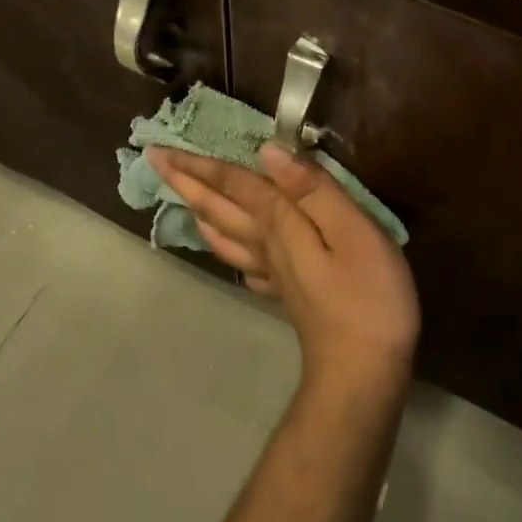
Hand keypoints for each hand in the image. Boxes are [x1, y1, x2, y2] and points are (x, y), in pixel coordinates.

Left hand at [147, 144, 420, 387]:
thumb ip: (312, 190)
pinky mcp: (286, 294)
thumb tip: (268, 150)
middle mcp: (265, 245)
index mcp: (278, 224)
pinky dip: (228, 249)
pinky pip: (244, 264)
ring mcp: (273, 273)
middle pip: (219, 208)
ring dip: (202, 212)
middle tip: (154, 162)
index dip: (201, 164)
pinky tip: (231, 249)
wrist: (363, 372)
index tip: (159, 149)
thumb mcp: (352, 231)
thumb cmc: (367, 297)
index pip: (234, 184)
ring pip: (225, 236)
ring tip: (185, 200)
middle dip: (187, 183)